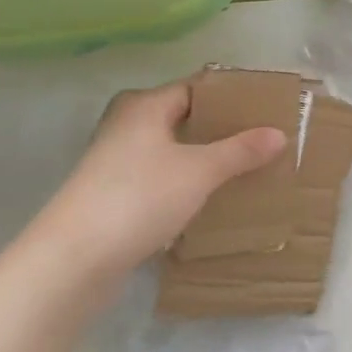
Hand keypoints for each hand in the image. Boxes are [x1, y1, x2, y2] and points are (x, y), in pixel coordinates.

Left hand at [29, 79, 285, 283]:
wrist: (71, 263)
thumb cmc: (138, 199)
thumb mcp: (200, 171)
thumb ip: (241, 151)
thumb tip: (279, 134)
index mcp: (144, 106)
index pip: (197, 88)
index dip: (231, 96)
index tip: (266, 107)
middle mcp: (127, 126)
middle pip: (184, 119)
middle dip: (222, 129)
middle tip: (262, 137)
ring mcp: (116, 163)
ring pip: (173, 151)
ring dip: (205, 158)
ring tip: (246, 166)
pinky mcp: (113, 197)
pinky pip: (161, 178)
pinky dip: (187, 182)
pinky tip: (212, 197)